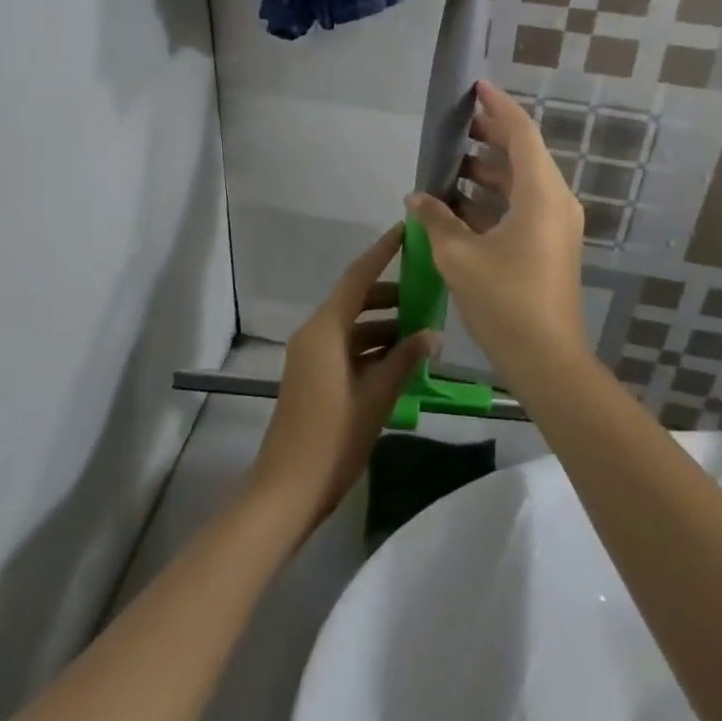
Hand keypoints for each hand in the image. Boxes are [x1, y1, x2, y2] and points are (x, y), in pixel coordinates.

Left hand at [247, 224, 435, 529]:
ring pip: (352, 327)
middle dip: (390, 296)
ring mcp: (311, 356)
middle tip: (428, 295)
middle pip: (355, 301)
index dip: (381, 253)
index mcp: (325, 329)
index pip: (357, 277)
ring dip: (384, 327)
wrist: (288, 488)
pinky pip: (345, 348)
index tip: (404, 232)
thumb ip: (405, 359)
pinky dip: (371, 349)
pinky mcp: (312, 377)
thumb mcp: (377, 396)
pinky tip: (401, 361)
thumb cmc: (334, 437)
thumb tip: (433, 333)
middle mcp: (314, 334)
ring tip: (422, 333)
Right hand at [406, 81, 588, 376]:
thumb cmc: (505, 301)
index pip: (521, 133)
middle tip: (454, 127)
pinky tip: (459, 207)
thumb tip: (416, 197)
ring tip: (448, 166)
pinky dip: (493, 200)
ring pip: (521, 183)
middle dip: (489, 138)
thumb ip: (436, 220)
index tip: (475, 88)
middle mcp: (555, 202)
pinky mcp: (550, 246)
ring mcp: (556, 226)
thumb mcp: (460, 256)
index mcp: (541, 194)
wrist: (548, 361)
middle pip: (523, 155)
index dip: (498, 107)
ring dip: (488, 172)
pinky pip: (522, 207)